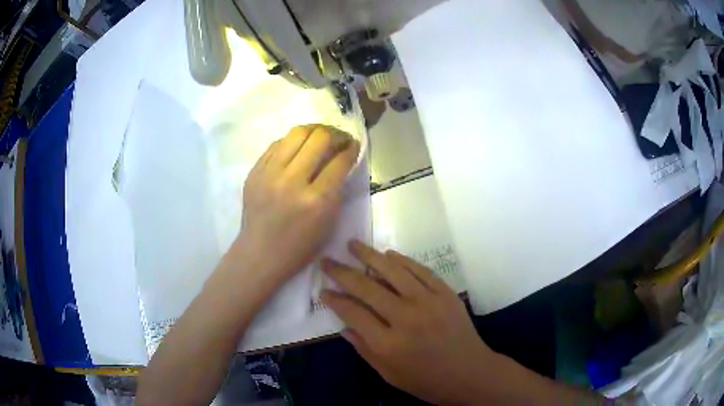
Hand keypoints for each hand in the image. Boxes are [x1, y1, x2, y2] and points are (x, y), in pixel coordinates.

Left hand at [239, 125, 359, 283]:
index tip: (354, 145)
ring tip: (320, 137)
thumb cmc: (299, 247)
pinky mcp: (255, 171)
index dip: (352, 149)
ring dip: (315, 131)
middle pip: (319, 138)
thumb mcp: (328, 223)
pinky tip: (298, 149)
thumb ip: (337, 190)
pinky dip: (292, 142)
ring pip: (297, 133)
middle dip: (336, 134)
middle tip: (340, 139)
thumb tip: (341, 161)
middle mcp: (292, 181)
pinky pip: (277, 144)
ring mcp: (270, 174)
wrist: (260, 253)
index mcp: (316, 201)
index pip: (340, 161)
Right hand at [321, 241, 494, 404]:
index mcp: (388, 344)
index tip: (323, 290)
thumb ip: (364, 349)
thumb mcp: (389, 374)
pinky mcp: (445, 293)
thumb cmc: (426, 380)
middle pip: (367, 288)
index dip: (334, 299)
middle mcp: (406, 318)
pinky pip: (420, 270)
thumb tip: (342, 327)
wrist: (469, 373)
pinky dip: (403, 260)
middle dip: (342, 272)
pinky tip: (388, 253)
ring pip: (393, 271)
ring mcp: (428, 302)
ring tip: (353, 244)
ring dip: (370, 255)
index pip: (352, 313)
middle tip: (327, 260)